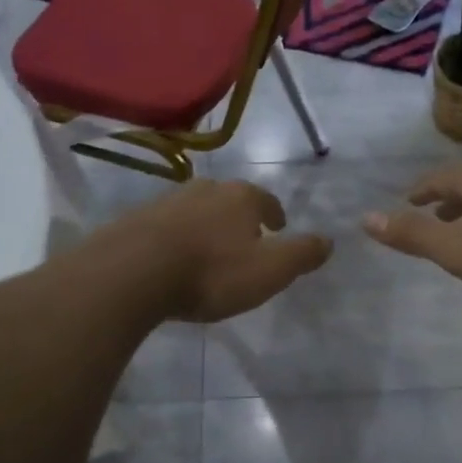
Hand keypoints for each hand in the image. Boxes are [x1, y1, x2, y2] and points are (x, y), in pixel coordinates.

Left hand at [103, 179, 332, 322]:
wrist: (132, 273)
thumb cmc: (211, 272)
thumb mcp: (269, 270)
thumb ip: (301, 254)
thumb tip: (329, 241)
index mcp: (240, 197)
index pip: (266, 200)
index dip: (274, 215)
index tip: (277, 229)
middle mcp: (204, 189)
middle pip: (229, 199)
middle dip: (238, 217)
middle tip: (244, 239)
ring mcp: (167, 201)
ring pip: (196, 209)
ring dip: (205, 225)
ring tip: (208, 249)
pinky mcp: (136, 219)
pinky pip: (166, 226)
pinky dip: (176, 236)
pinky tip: (173, 257)